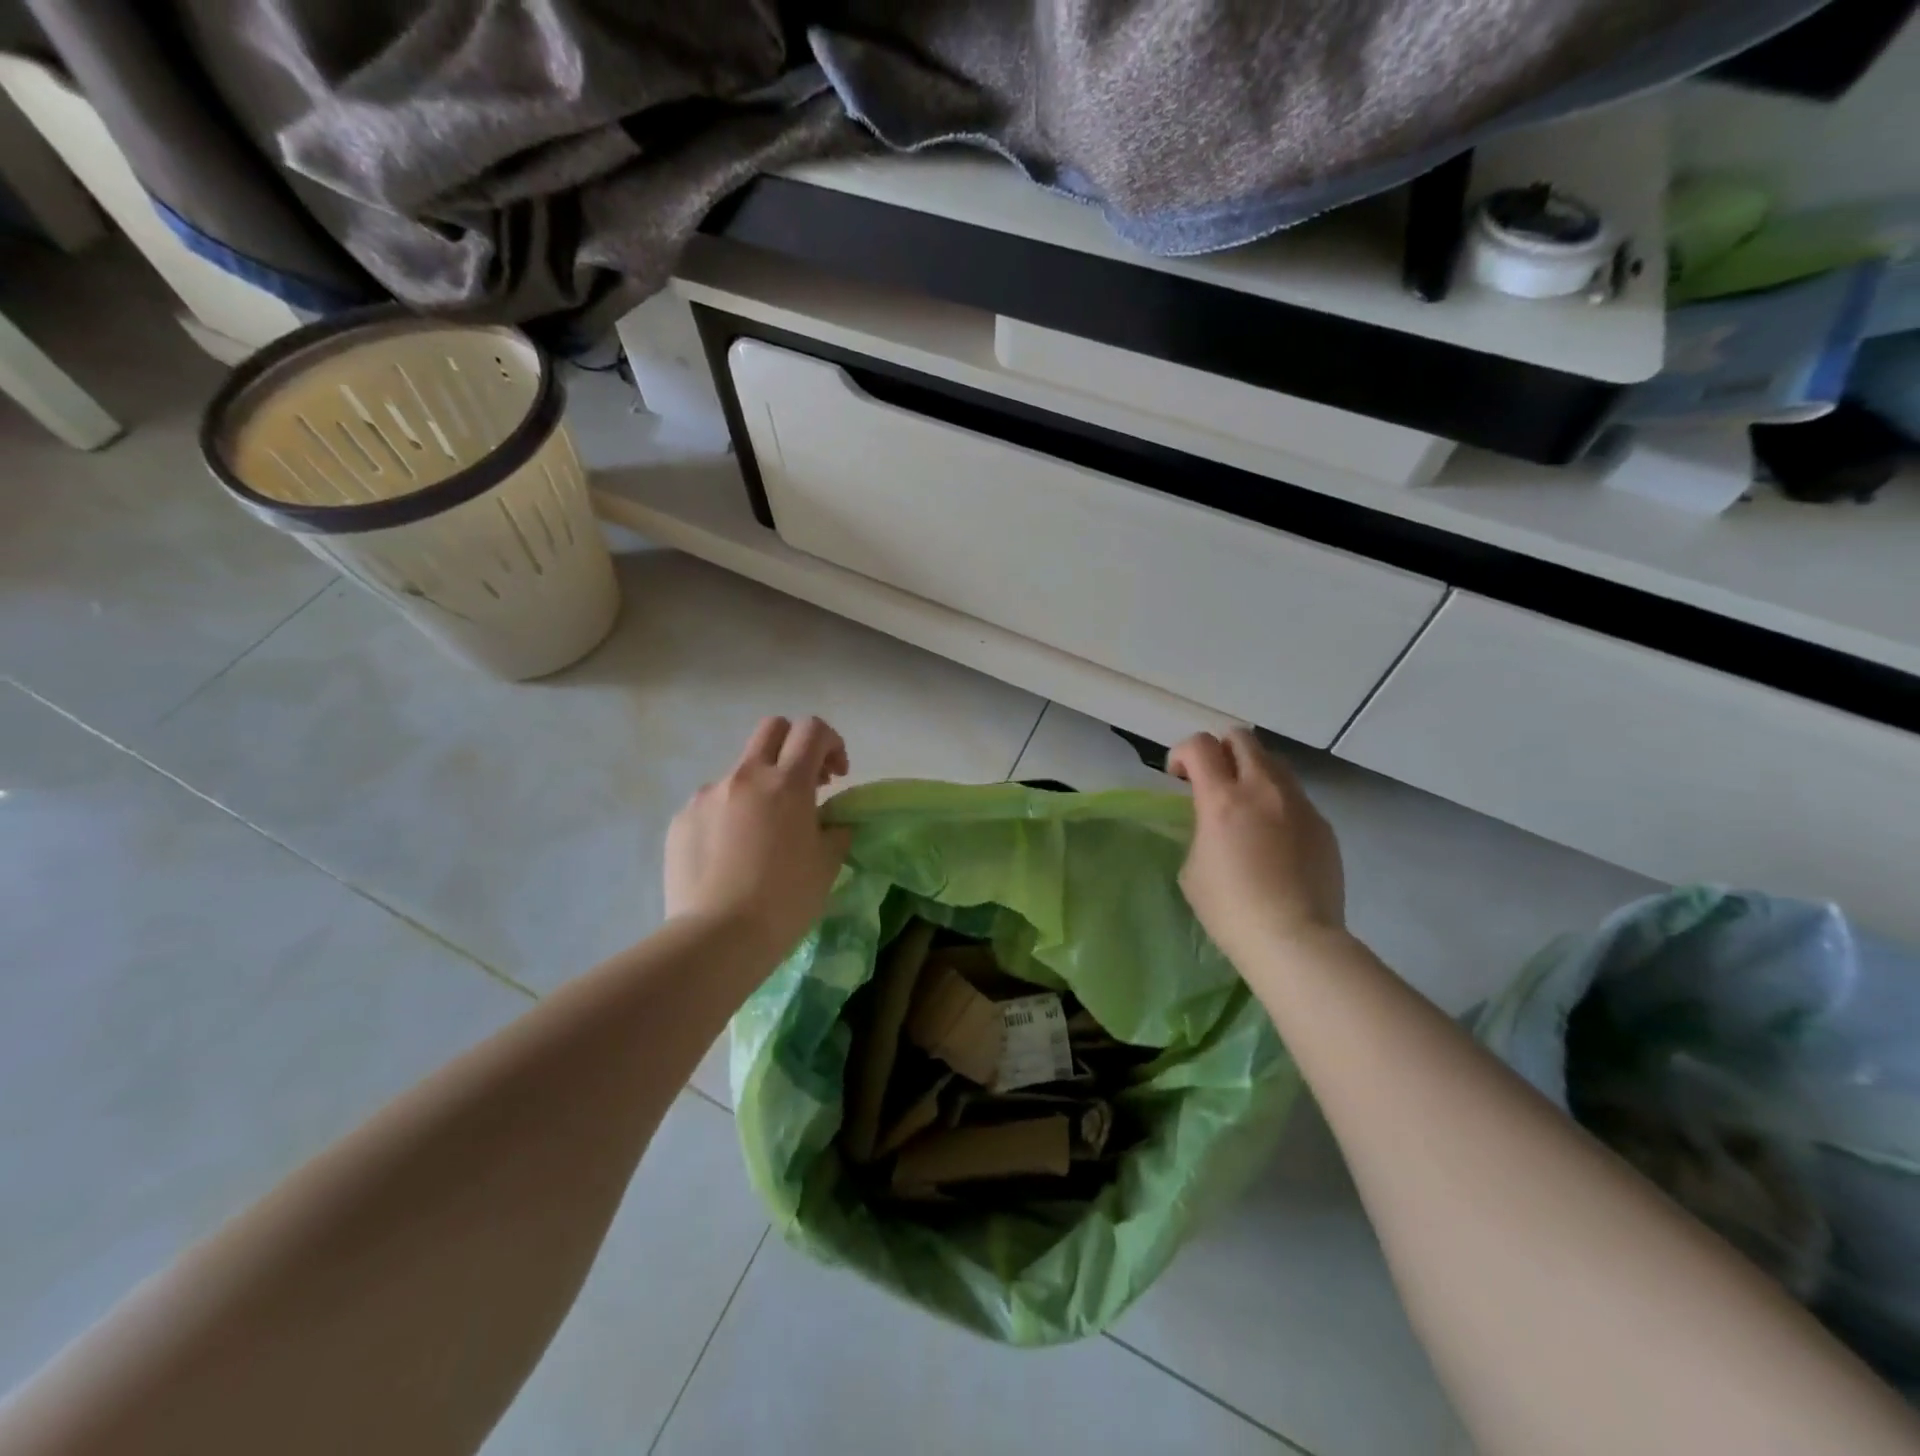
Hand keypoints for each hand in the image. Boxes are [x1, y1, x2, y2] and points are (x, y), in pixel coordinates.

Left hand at [664, 716, 851, 960]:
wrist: (717, 938)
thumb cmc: (784, 900)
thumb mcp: (827, 864)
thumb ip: (834, 829)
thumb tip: (829, 821)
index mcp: (787, 784)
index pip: (812, 730)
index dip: (831, 743)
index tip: (836, 776)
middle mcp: (745, 777)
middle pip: (771, 729)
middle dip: (793, 745)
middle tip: (805, 784)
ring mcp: (707, 796)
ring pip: (740, 773)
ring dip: (759, 790)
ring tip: (761, 838)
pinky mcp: (681, 820)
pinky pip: (712, 805)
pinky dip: (729, 818)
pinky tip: (730, 857)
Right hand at [1168, 728, 1345, 968]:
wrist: (1295, 939)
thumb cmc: (1230, 909)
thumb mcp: (1193, 868)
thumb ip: (1201, 830)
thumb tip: (1214, 823)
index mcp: (1222, 799)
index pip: (1199, 745)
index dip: (1182, 753)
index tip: (1178, 777)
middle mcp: (1263, 789)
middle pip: (1241, 738)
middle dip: (1220, 751)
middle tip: (1212, 780)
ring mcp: (1299, 804)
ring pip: (1274, 763)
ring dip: (1252, 772)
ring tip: (1246, 807)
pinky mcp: (1323, 825)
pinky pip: (1295, 798)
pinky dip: (1278, 804)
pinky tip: (1275, 841)